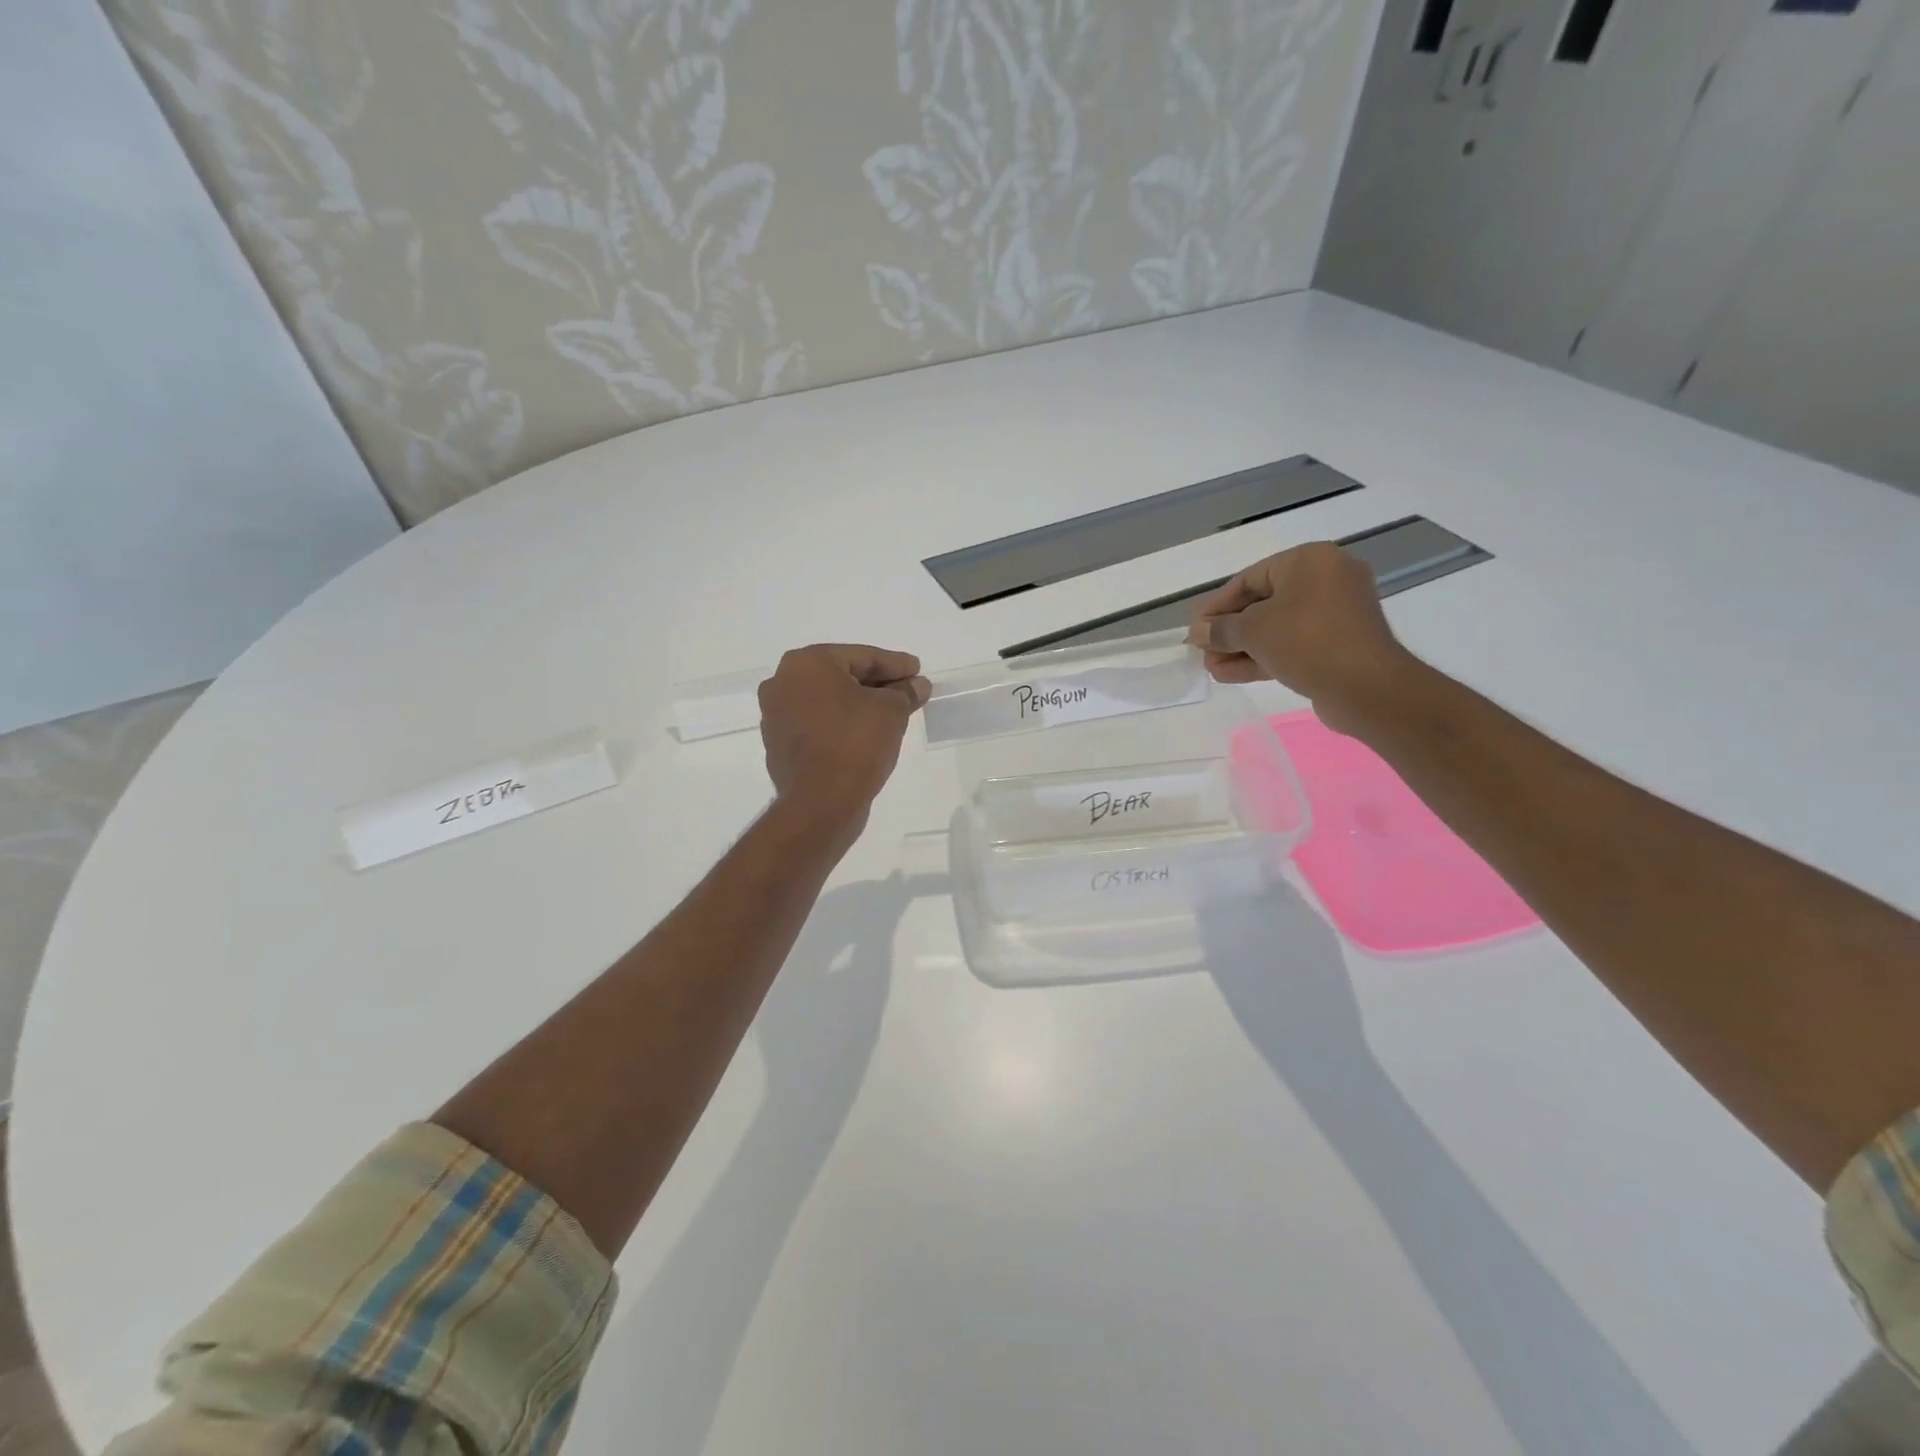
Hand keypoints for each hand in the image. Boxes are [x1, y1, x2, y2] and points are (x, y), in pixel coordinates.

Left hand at [758, 644, 929, 842]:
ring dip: (859, 704)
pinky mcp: (779, 744)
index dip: (895, 664)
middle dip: (877, 684)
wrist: (820, 802)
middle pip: (842, 676)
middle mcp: (783, 682)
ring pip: (828, 701)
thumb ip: (905, 692)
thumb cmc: (856, 742)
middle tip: (908, 690)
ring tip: (891, 713)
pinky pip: (818, 724)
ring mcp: (776, 715)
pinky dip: (841, 725)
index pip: (862, 657)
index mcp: (807, 663)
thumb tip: (917, 686)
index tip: (917, 671)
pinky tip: (866, 735)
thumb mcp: (891, 711)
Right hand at [1187, 542, 1419, 734]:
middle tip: (1203, 652)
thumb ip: (1220, 630)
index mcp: (1309, 561)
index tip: (1196, 629)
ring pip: (1276, 628)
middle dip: (1229, 632)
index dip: (1217, 606)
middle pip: (1263, 604)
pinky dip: (1264, 656)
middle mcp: (1326, 580)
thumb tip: (1197, 632)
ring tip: (1211, 668)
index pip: (1249, 578)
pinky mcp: (1338, 644)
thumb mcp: (1252, 631)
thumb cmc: (1307, 641)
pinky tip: (1230, 674)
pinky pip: (1293, 644)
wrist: (1366, 687)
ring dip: (1241, 648)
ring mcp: (1335, 614)